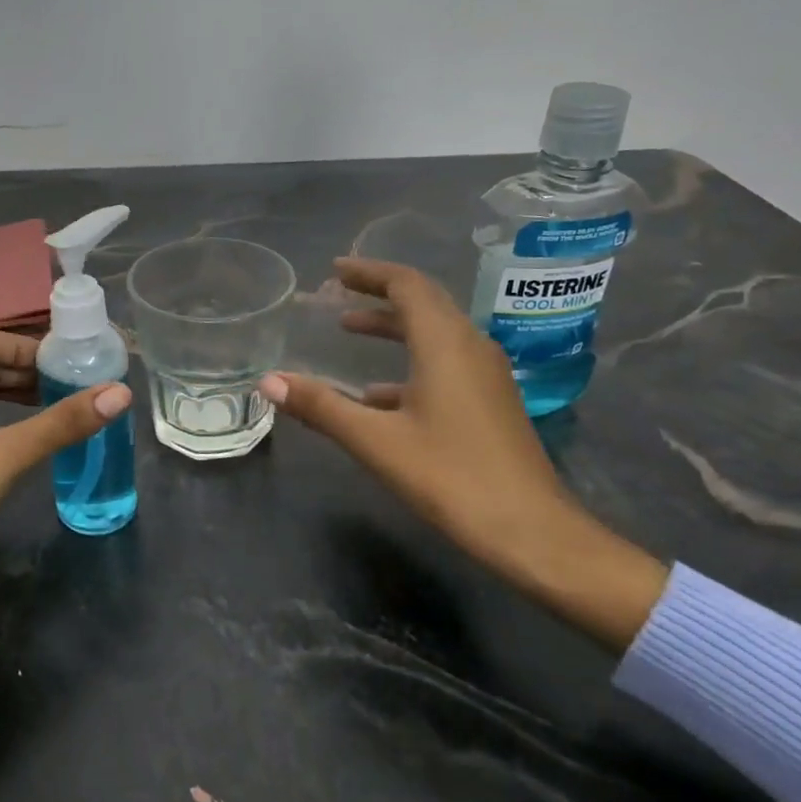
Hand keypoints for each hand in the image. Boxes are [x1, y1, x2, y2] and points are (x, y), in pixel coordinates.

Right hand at [257, 258, 665, 649]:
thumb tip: (268, 381)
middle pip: (424, 302)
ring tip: (350, 330)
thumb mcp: (376, 441)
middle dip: (379, 293)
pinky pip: (445, 364)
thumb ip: (322, 407)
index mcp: (446, 344)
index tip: (335, 270)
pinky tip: (379, 395)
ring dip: (393, 327)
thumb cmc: (451, 477)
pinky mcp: (490, 402)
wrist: (531, 531)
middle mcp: (471, 347)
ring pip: (435, 334)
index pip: (407, 285)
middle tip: (338, 290)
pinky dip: (408, 363)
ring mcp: (486, 376)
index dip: (369, 272)